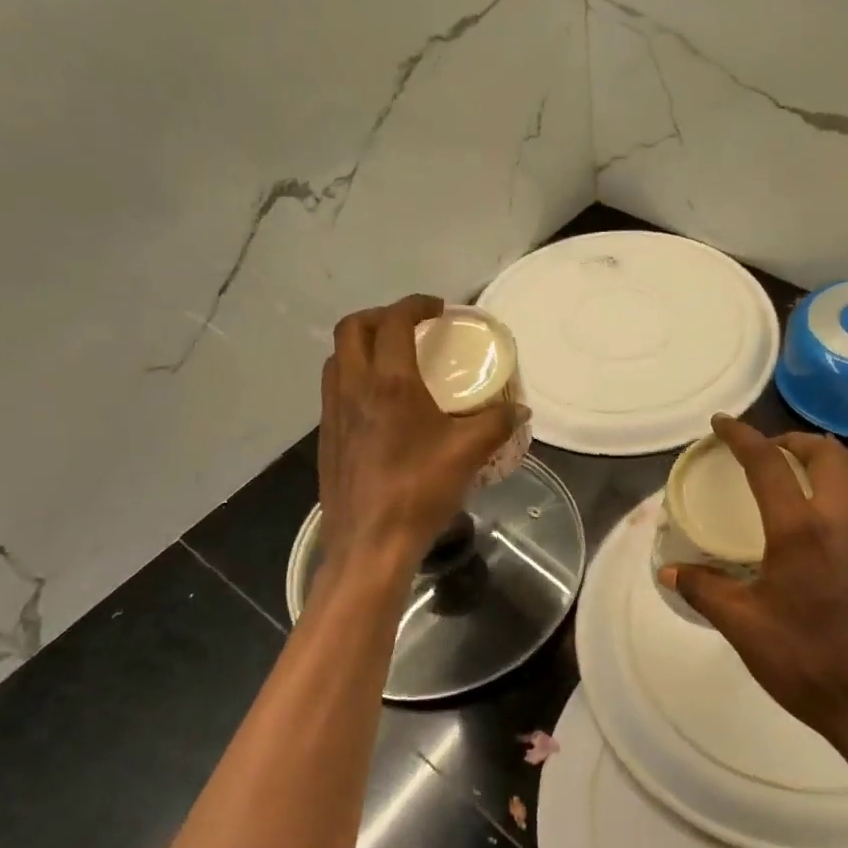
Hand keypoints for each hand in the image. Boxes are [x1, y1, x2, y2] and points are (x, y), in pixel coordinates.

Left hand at [317, 295, 524, 578]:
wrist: (370, 543)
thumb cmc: (419, 491)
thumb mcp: (468, 454)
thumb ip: (497, 424)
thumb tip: (520, 410)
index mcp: (389, 383)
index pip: (394, 321)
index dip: (415, 304)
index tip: (438, 309)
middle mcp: (354, 387)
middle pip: (353, 328)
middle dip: (381, 316)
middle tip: (411, 327)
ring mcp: (333, 413)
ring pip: (338, 358)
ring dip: (363, 345)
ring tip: (393, 359)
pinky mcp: (327, 437)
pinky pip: (334, 388)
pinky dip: (355, 376)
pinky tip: (380, 404)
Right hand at [659, 415, 847, 765]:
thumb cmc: (806, 663)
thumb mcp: (743, 627)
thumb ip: (704, 589)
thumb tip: (669, 570)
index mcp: (801, 530)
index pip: (767, 463)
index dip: (742, 436)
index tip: (722, 423)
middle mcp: (843, 523)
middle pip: (827, 454)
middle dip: (794, 440)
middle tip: (769, 451)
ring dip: (822, 474)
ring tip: (795, 494)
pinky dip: (840, 509)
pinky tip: (824, 545)